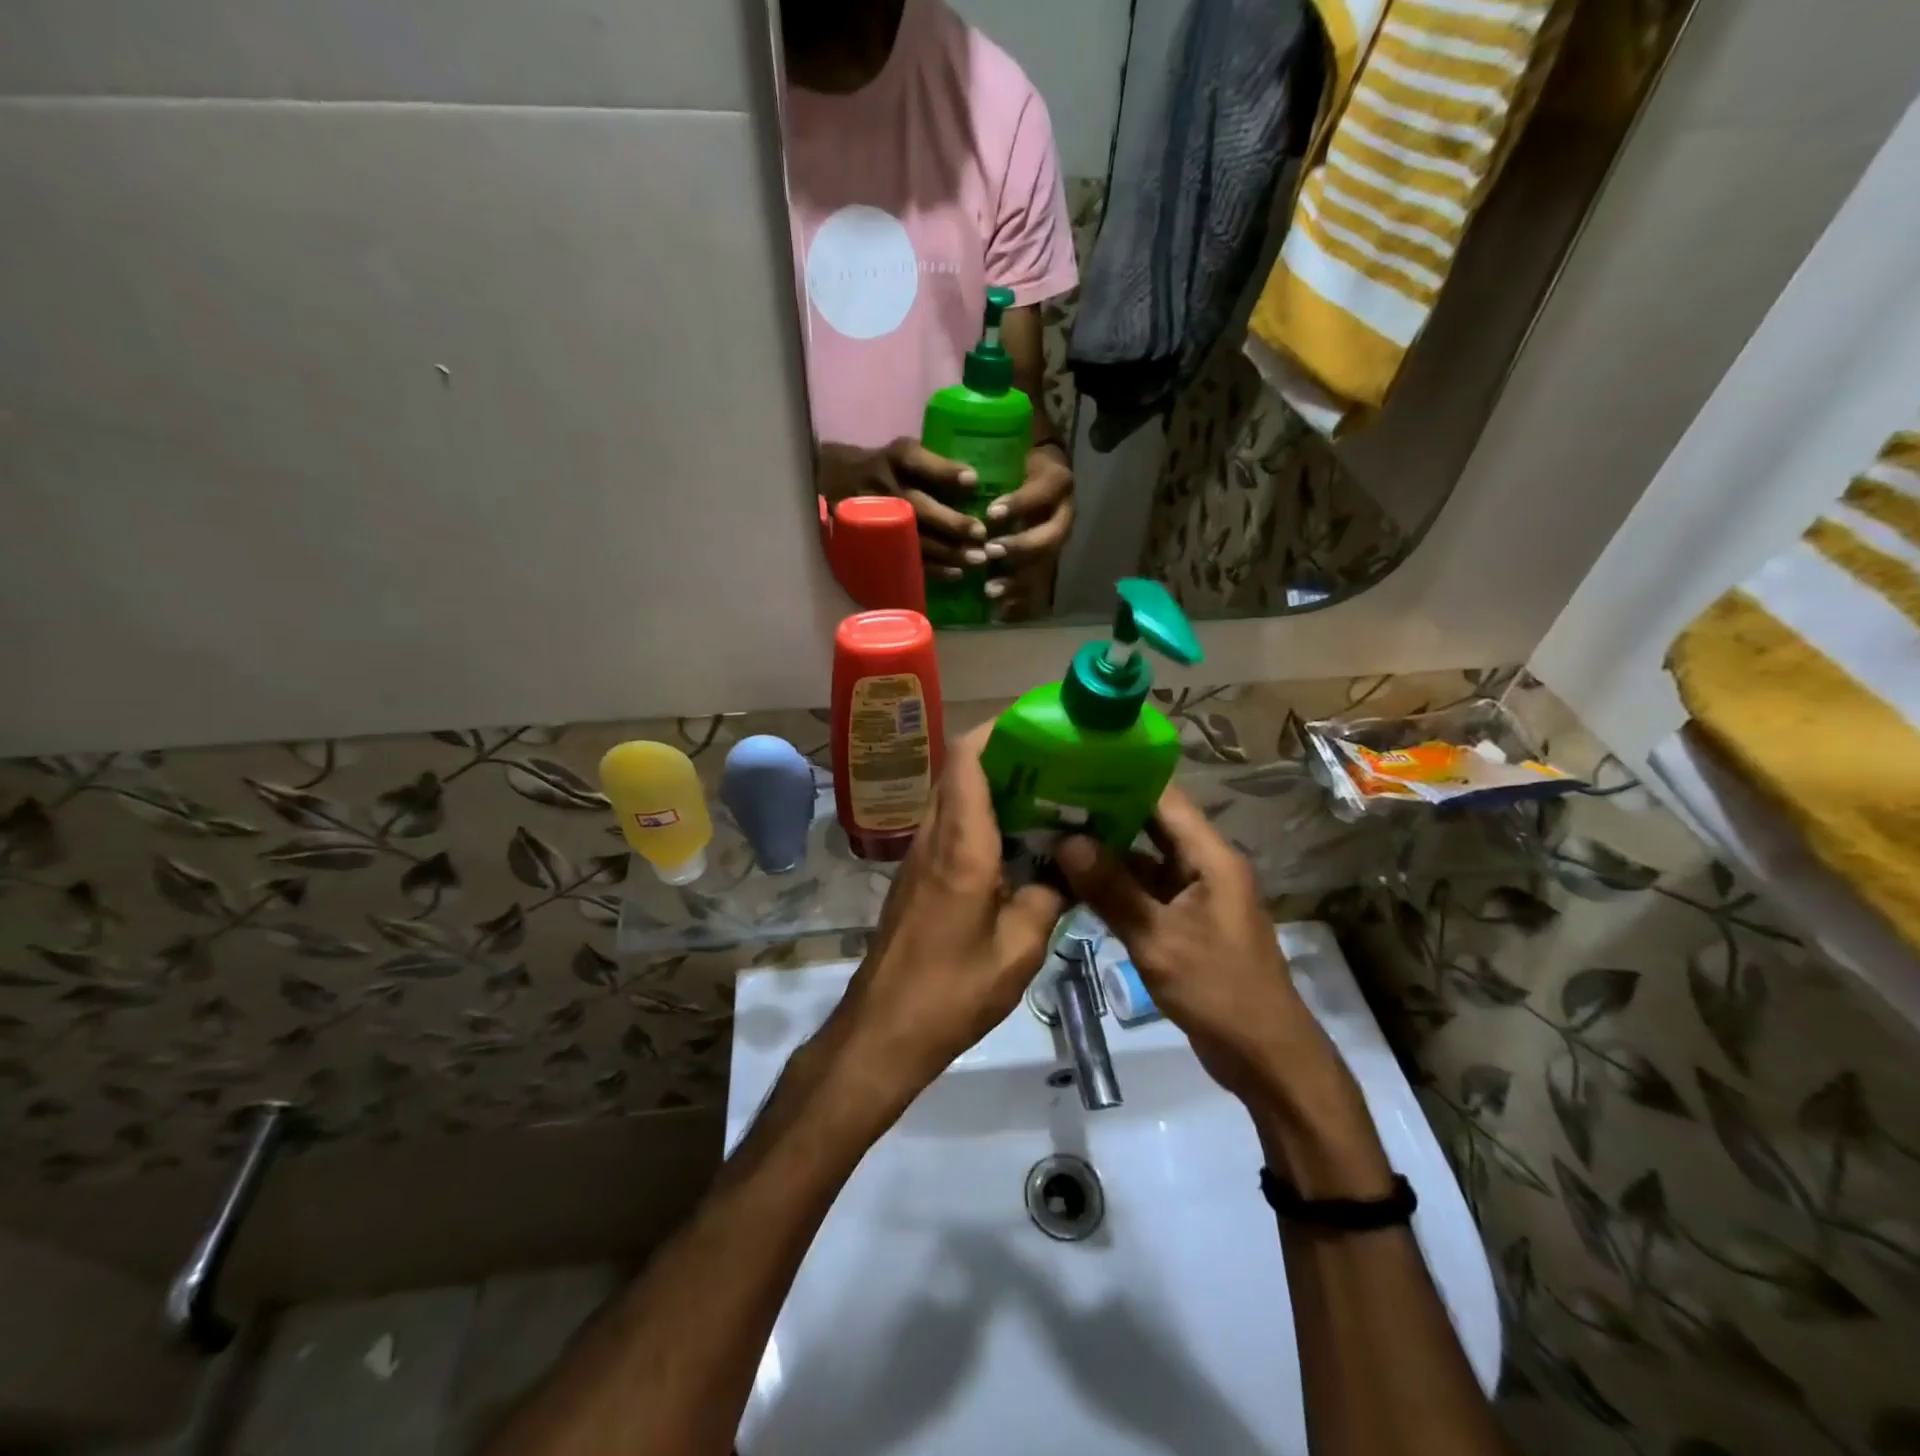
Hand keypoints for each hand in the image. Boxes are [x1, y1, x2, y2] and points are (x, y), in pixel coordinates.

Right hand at [816, 439, 988, 578]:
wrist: (834, 482)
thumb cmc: (886, 467)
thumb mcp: (903, 453)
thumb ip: (933, 465)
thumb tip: (978, 486)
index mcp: (894, 458)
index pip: (916, 460)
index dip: (944, 471)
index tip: (972, 481)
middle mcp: (883, 486)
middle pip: (917, 506)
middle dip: (950, 522)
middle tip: (980, 534)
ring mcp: (876, 517)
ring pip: (914, 538)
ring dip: (947, 551)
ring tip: (977, 560)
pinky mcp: (875, 542)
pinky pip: (905, 558)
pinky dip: (932, 568)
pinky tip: (956, 573)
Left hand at [826, 723, 1067, 1105]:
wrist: (884, 1029)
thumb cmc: (953, 991)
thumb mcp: (1019, 950)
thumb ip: (1047, 898)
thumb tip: (1067, 871)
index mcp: (961, 845)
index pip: (966, 759)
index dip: (997, 730)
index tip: (1037, 724)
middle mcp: (934, 837)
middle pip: (958, 770)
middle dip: (1002, 753)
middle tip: (1053, 761)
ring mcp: (918, 856)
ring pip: (952, 796)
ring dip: (991, 785)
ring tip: (1044, 794)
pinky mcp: (915, 877)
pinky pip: (948, 826)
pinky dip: (979, 817)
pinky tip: (1016, 842)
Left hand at [982, 443, 1073, 617]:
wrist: (1037, 471)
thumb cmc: (1014, 459)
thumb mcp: (1009, 452)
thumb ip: (991, 463)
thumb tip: (956, 473)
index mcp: (1056, 481)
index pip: (1043, 492)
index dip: (1020, 504)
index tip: (991, 514)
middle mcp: (1064, 512)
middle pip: (1051, 536)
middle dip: (1021, 546)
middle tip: (990, 552)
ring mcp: (1057, 538)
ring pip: (1045, 563)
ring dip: (1018, 578)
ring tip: (990, 589)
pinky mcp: (1048, 558)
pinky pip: (1039, 582)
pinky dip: (1020, 597)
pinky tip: (999, 609)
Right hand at [1051, 787, 1332, 1109]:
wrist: (1264, 1056)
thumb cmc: (1218, 990)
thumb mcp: (1158, 939)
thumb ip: (1111, 889)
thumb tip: (1065, 841)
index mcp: (1211, 857)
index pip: (1164, 798)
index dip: (1121, 778)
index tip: (1072, 768)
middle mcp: (1204, 865)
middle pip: (1152, 825)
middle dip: (1104, 813)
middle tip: (1049, 802)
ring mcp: (1195, 893)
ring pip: (1145, 859)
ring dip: (1105, 852)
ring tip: (1053, 835)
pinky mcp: (1185, 920)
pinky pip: (1145, 890)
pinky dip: (1115, 885)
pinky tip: (1074, 881)